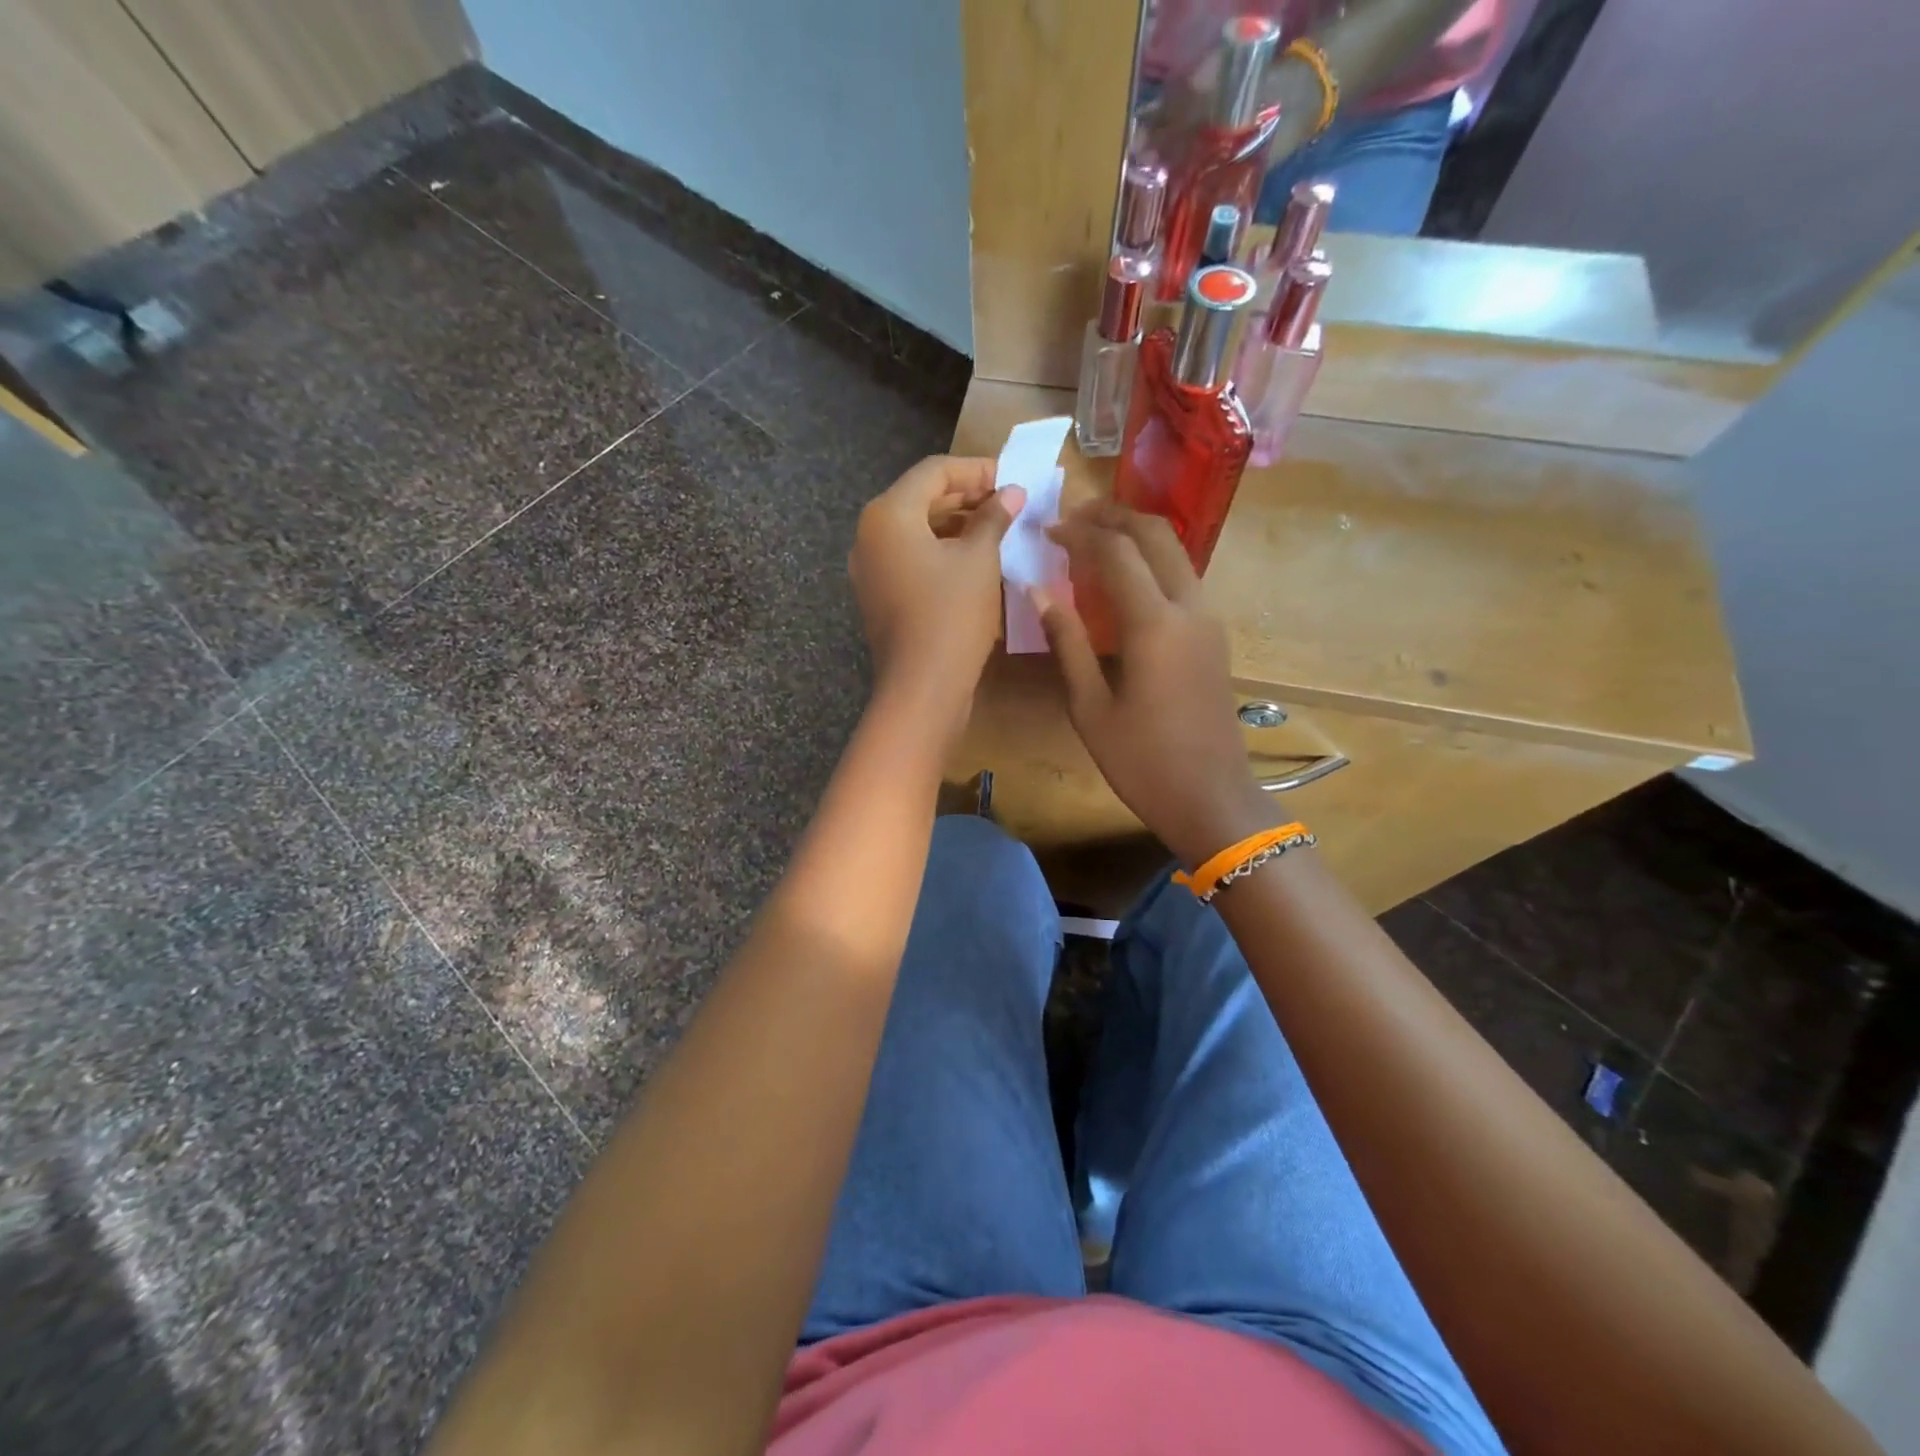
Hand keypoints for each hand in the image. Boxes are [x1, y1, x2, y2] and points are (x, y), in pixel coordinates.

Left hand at [848, 455, 1023, 715]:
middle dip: (966, 497)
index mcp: (888, 514)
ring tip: (997, 530)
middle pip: (921, 498)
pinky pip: (909, 558)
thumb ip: (994, 518)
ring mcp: (869, 568)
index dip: (977, 470)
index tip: (1012, 479)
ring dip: (955, 525)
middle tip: (1008, 504)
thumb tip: (1012, 493)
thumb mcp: (979, 560)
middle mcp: (869, 534)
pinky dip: (940, 552)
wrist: (921, 687)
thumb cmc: (952, 615)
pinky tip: (973, 561)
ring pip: (915, 531)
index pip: (934, 472)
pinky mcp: (878, 595)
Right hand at [1035, 502, 1278, 867]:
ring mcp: (1209, 620)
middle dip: (1114, 516)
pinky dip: (1151, 562)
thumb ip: (1066, 642)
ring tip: (1094, 540)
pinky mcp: (1214, 636)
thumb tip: (1038, 591)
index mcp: (1155, 624)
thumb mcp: (1090, 707)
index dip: (1079, 533)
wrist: (1212, 797)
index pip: (1116, 552)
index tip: (1047, 530)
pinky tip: (1122, 581)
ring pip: (1175, 552)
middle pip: (1156, 534)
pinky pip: (1182, 578)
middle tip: (1074, 517)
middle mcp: (1189, 608)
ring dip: (1136, 535)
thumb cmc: (1142, 761)